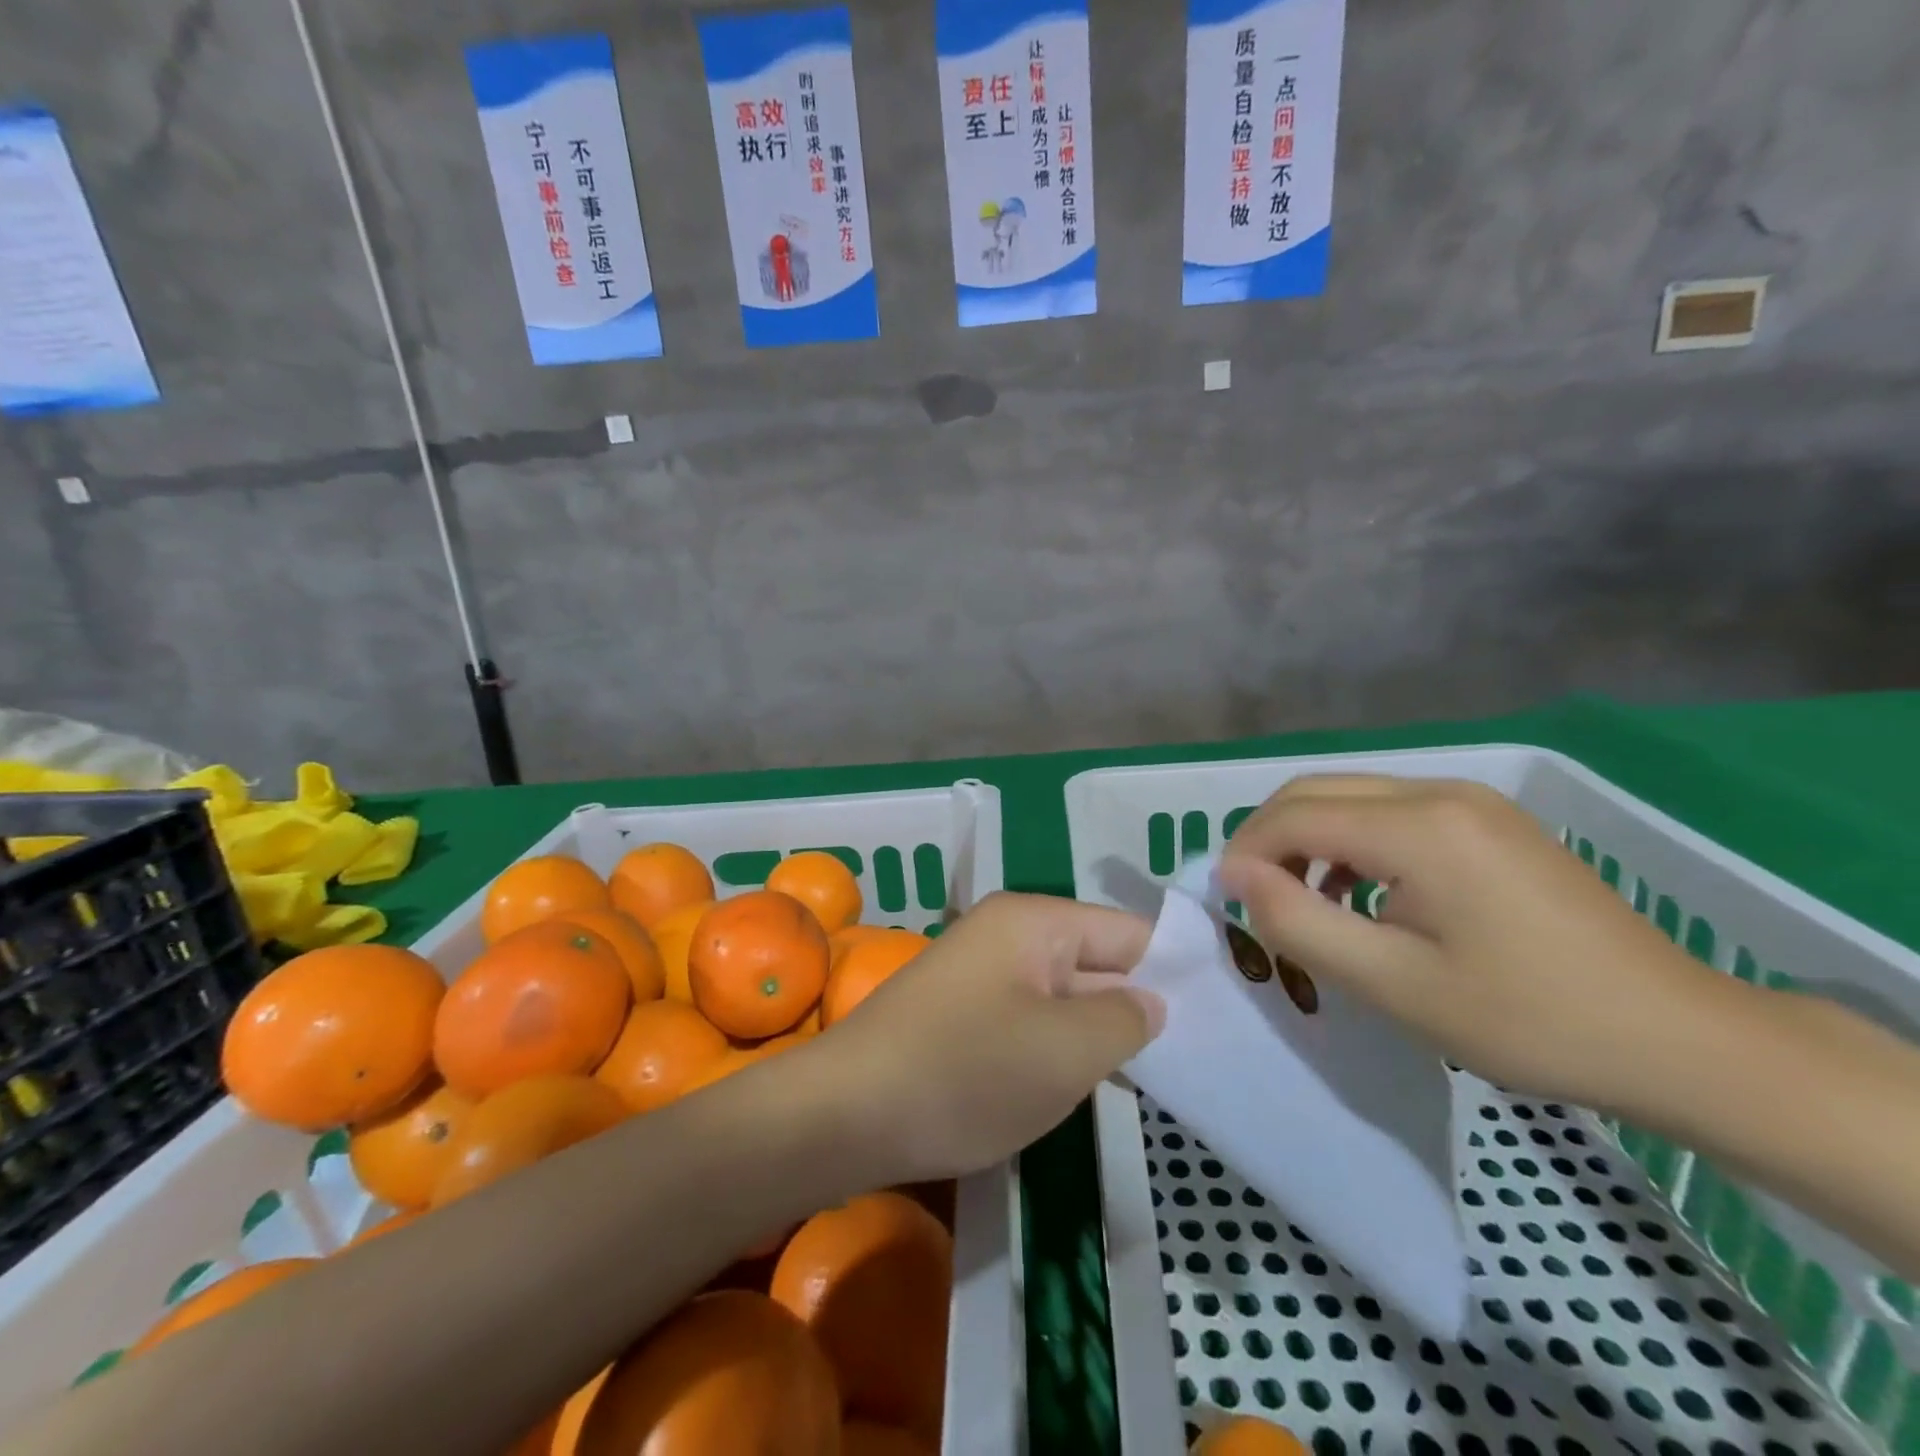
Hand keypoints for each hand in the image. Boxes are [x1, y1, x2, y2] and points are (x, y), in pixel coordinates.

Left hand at [802, 892, 1163, 1184]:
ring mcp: (980, 973)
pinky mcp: (961, 1013)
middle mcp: (1007, 933)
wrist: (845, 1113)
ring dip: (1096, 1034)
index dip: (1173, 971)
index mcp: (1034, 921)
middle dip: (1136, 1007)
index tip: (1219, 1017)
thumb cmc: (965, 1072)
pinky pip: (1029, 1020)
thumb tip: (1150, 1001)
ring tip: (1148, 1077)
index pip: (1128, 931)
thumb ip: (1125, 1019)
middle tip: (1193, 1058)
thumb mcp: (1064, 1051)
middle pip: (1095, 960)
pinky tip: (1081, 1084)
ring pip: (1063, 996)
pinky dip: (1057, 1048)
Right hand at [1218, 776, 1735, 1115]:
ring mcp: (1469, 801)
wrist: (1678, 1037)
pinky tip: (1360, 894)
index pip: (1294, 816)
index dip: (1246, 853)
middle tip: (1254, 900)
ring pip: (1349, 796)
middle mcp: (1439, 791)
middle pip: (1316, 791)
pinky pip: (1389, 812)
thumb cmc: (1529, 1020)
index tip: (1228, 903)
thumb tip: (1235, 876)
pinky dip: (1350, 842)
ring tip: (1300, 901)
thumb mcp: (1395, 985)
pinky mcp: (1486, 820)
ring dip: (1307, 839)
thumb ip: (1300, 923)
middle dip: (1268, 838)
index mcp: (1419, 826)